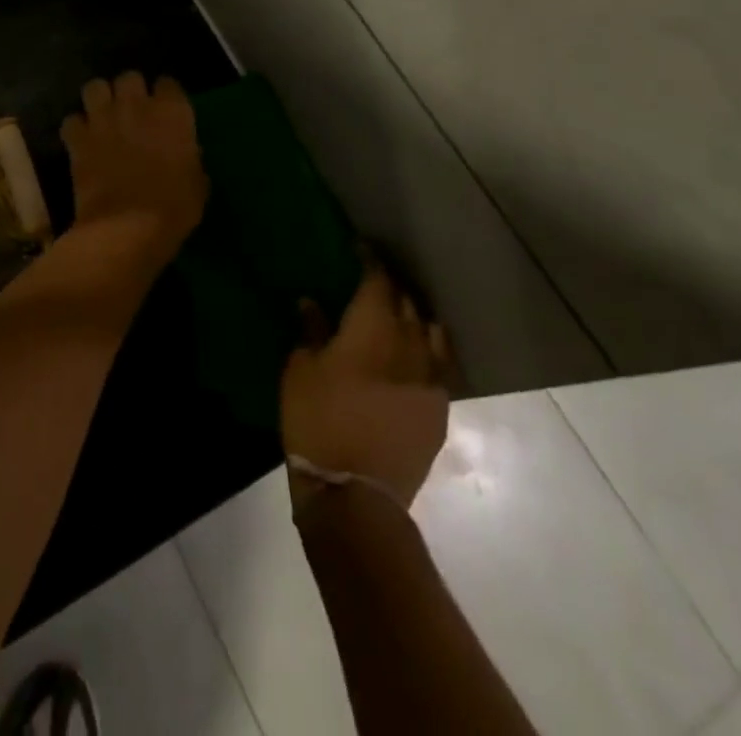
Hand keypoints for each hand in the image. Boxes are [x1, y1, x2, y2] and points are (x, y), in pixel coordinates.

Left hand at [61, 73, 206, 268]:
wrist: (127, 228)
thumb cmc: (173, 209)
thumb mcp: (197, 184)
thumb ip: (190, 158)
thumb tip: (184, 153)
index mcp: (172, 113)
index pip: (169, 84)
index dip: (166, 97)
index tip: (166, 112)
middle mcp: (137, 106)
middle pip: (129, 77)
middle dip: (130, 91)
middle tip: (133, 112)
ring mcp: (103, 119)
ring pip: (95, 87)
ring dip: (99, 100)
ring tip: (103, 118)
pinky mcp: (78, 139)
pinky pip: (72, 120)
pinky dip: (76, 129)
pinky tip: (82, 142)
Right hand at [282, 267, 449, 508]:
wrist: (355, 493)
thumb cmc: (317, 421)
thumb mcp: (300, 370)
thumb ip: (310, 331)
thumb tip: (311, 302)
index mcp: (373, 329)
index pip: (378, 280)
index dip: (370, 260)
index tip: (361, 248)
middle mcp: (409, 345)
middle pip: (407, 302)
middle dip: (391, 287)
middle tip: (373, 284)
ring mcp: (430, 378)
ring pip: (430, 331)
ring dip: (414, 317)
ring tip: (399, 317)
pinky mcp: (440, 407)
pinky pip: (439, 365)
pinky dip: (426, 350)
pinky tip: (414, 355)